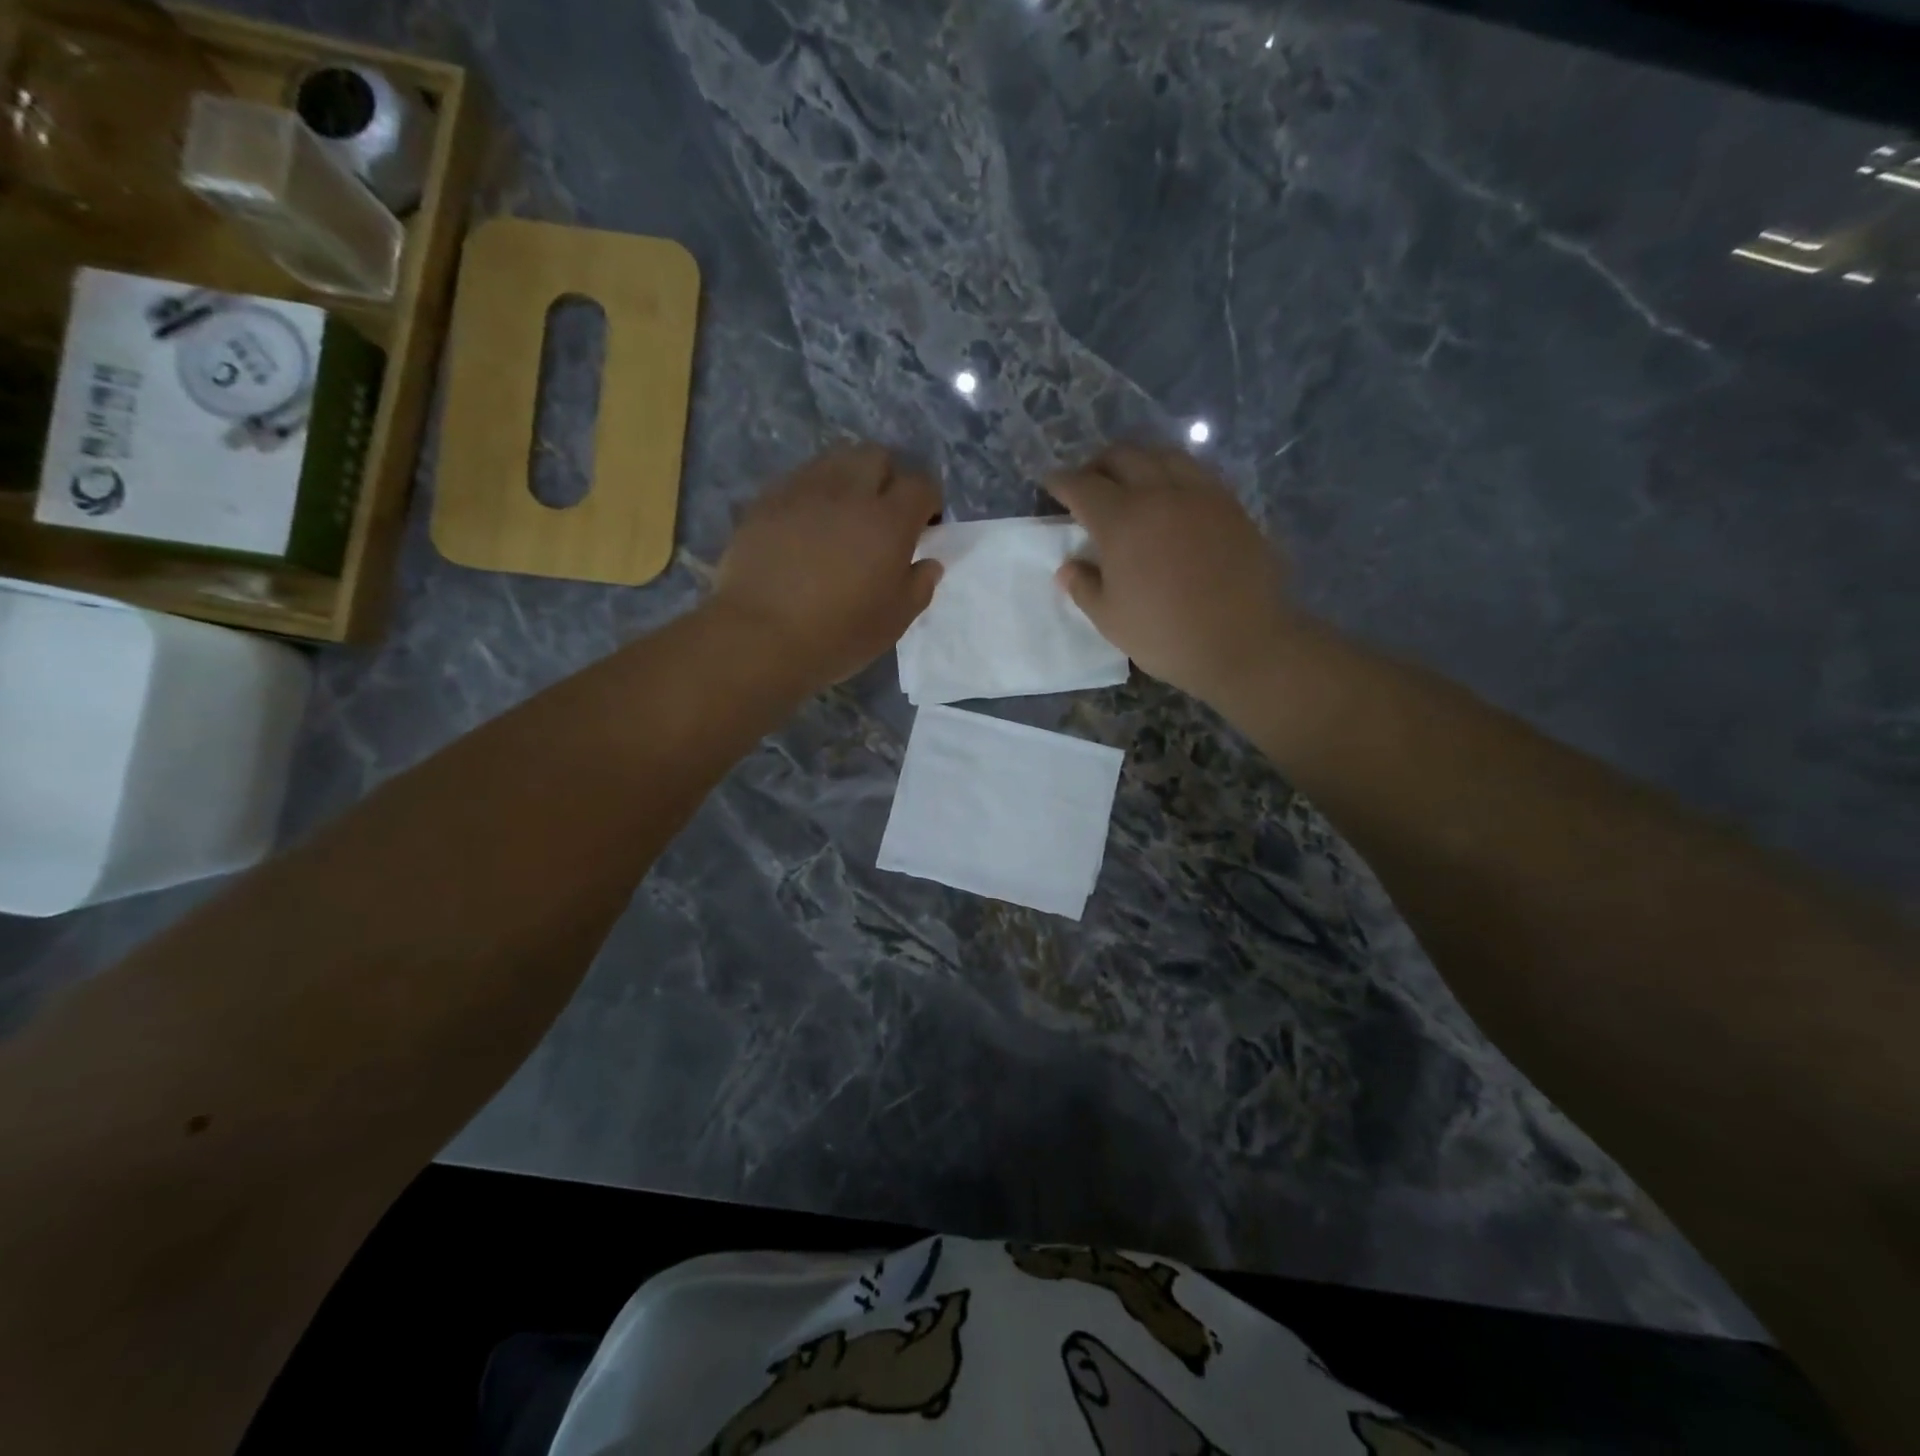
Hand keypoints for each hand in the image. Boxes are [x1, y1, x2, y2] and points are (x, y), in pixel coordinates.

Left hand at [713, 442, 943, 689]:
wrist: (759, 636)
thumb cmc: (838, 634)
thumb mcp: (894, 621)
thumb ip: (919, 586)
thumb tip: (929, 563)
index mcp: (889, 520)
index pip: (921, 484)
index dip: (928, 501)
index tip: (924, 526)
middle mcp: (849, 492)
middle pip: (877, 456)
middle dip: (887, 477)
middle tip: (882, 515)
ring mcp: (803, 491)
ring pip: (835, 460)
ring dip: (848, 479)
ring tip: (843, 515)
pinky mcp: (766, 501)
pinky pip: (798, 480)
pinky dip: (812, 494)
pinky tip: (805, 527)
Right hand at [1047, 444, 1296, 707]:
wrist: (1245, 643)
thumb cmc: (1166, 635)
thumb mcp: (1111, 619)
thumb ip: (1084, 587)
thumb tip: (1068, 567)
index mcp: (1122, 521)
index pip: (1082, 486)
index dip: (1061, 482)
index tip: (1050, 484)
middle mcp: (1159, 494)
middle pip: (1122, 456)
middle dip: (1097, 464)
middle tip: (1088, 484)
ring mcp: (1200, 494)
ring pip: (1163, 455)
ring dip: (1138, 460)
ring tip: (1130, 483)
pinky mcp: (1230, 504)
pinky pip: (1195, 471)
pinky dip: (1172, 473)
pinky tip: (1170, 496)